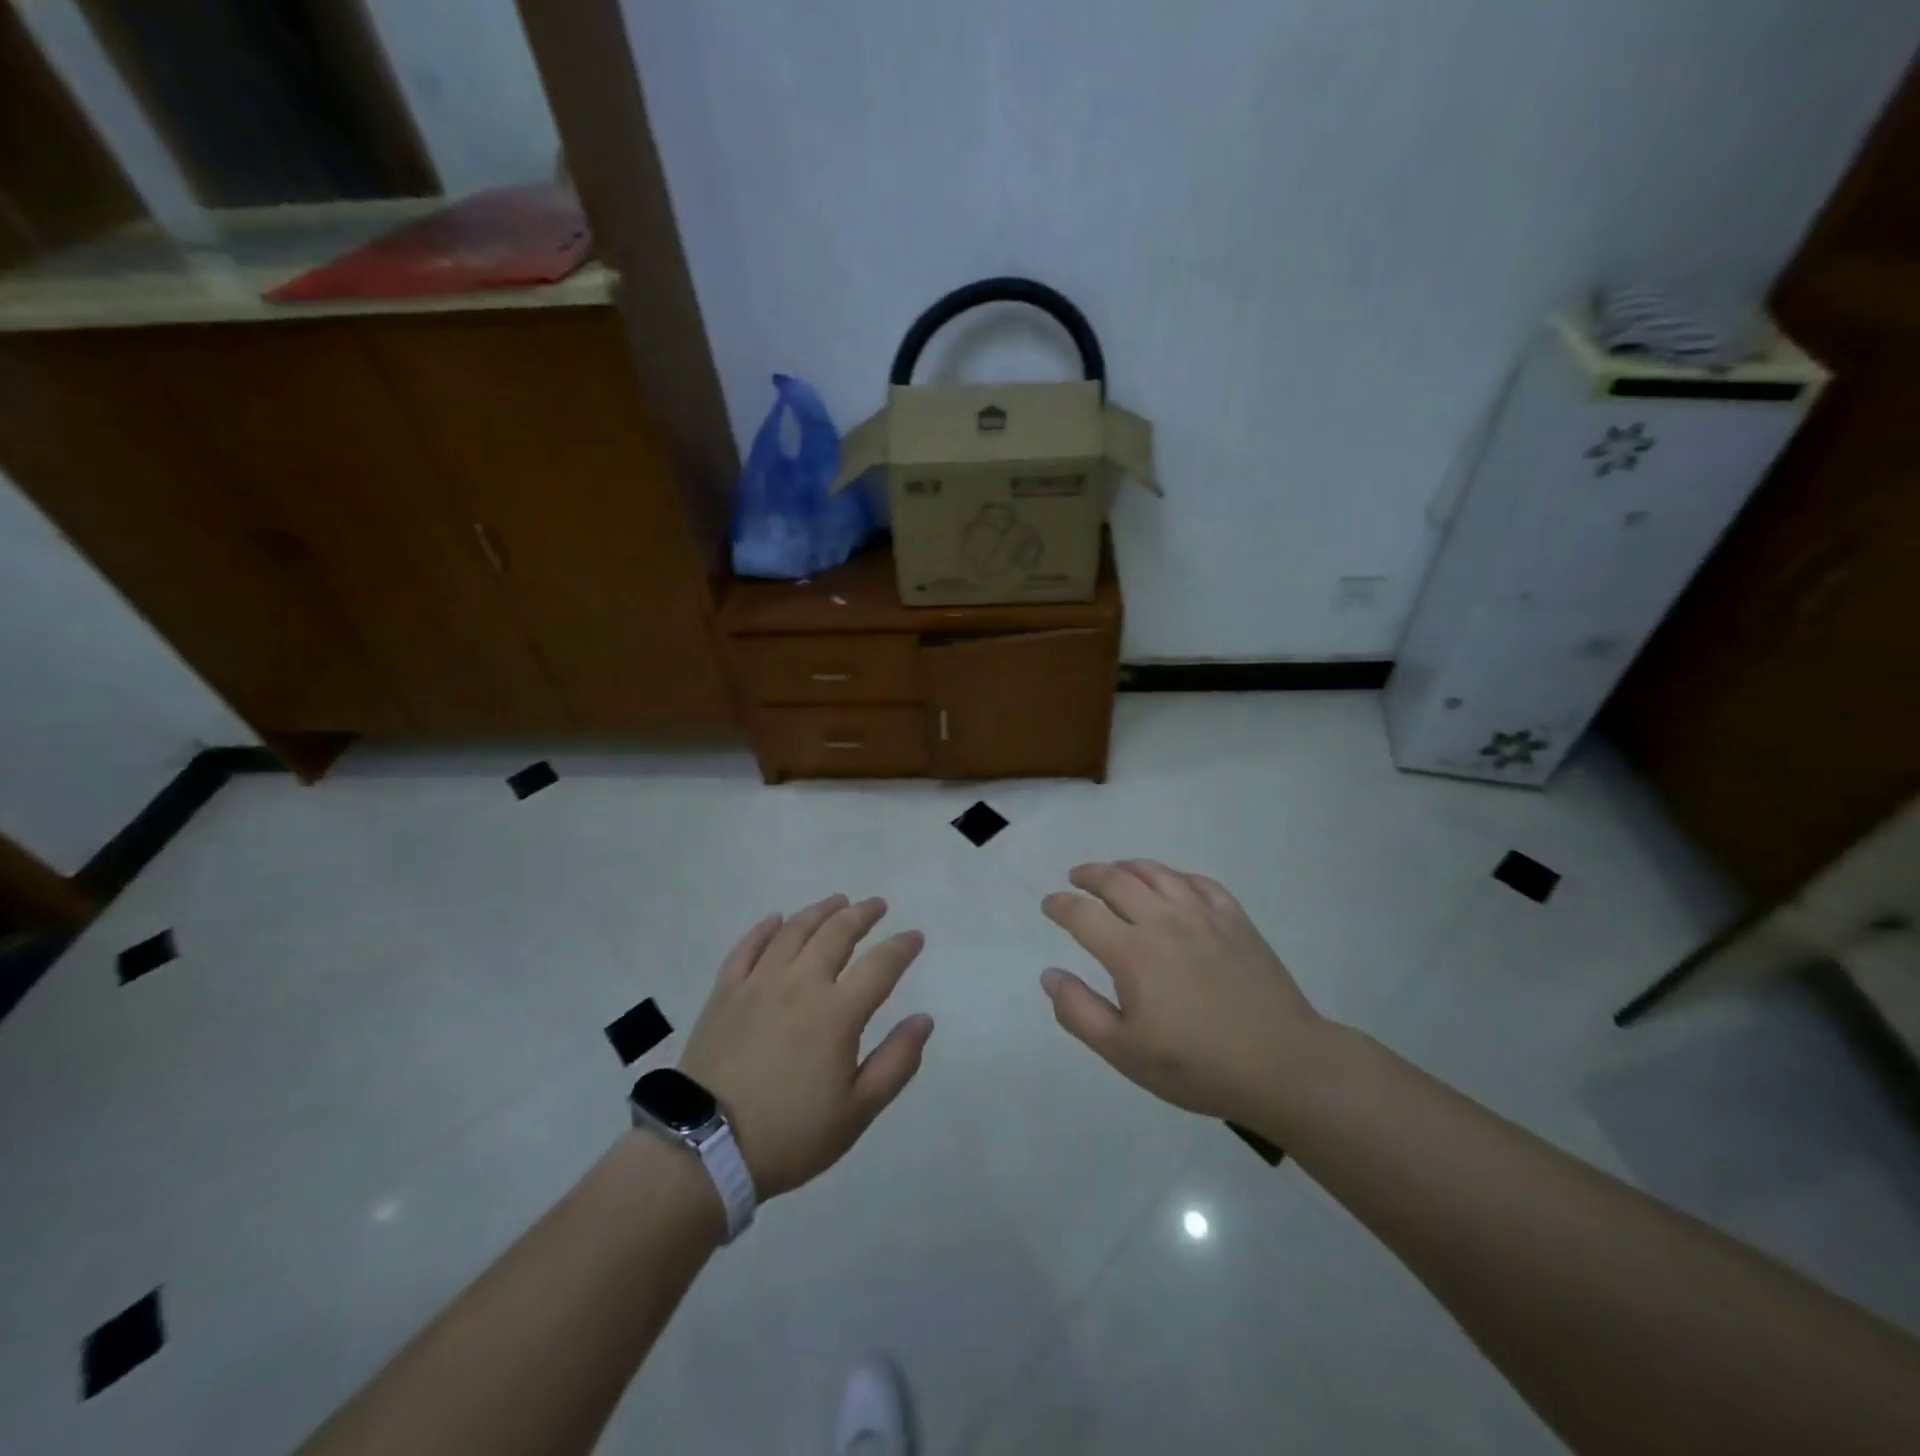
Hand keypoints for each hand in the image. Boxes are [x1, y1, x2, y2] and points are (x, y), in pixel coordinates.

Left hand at [678, 895, 932, 1200]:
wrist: (706, 1149)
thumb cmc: (791, 1134)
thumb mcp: (857, 1111)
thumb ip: (896, 1062)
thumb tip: (924, 1019)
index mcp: (838, 1012)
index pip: (881, 965)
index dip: (902, 947)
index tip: (915, 936)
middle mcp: (801, 984)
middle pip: (837, 933)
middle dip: (862, 914)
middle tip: (877, 905)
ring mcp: (759, 983)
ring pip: (794, 930)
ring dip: (820, 911)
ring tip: (837, 901)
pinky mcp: (725, 991)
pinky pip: (747, 946)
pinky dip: (765, 928)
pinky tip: (776, 919)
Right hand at [1041, 861, 1324, 1128]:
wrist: (1284, 1065)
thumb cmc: (1198, 1066)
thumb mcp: (1125, 1053)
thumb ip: (1080, 1012)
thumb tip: (1049, 975)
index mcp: (1132, 953)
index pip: (1083, 914)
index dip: (1060, 905)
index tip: (1049, 904)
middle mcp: (1164, 921)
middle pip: (1116, 880)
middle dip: (1089, 875)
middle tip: (1076, 878)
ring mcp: (1203, 915)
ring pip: (1157, 873)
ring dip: (1128, 867)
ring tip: (1115, 870)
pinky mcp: (1236, 919)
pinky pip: (1199, 881)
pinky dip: (1175, 875)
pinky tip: (1171, 883)